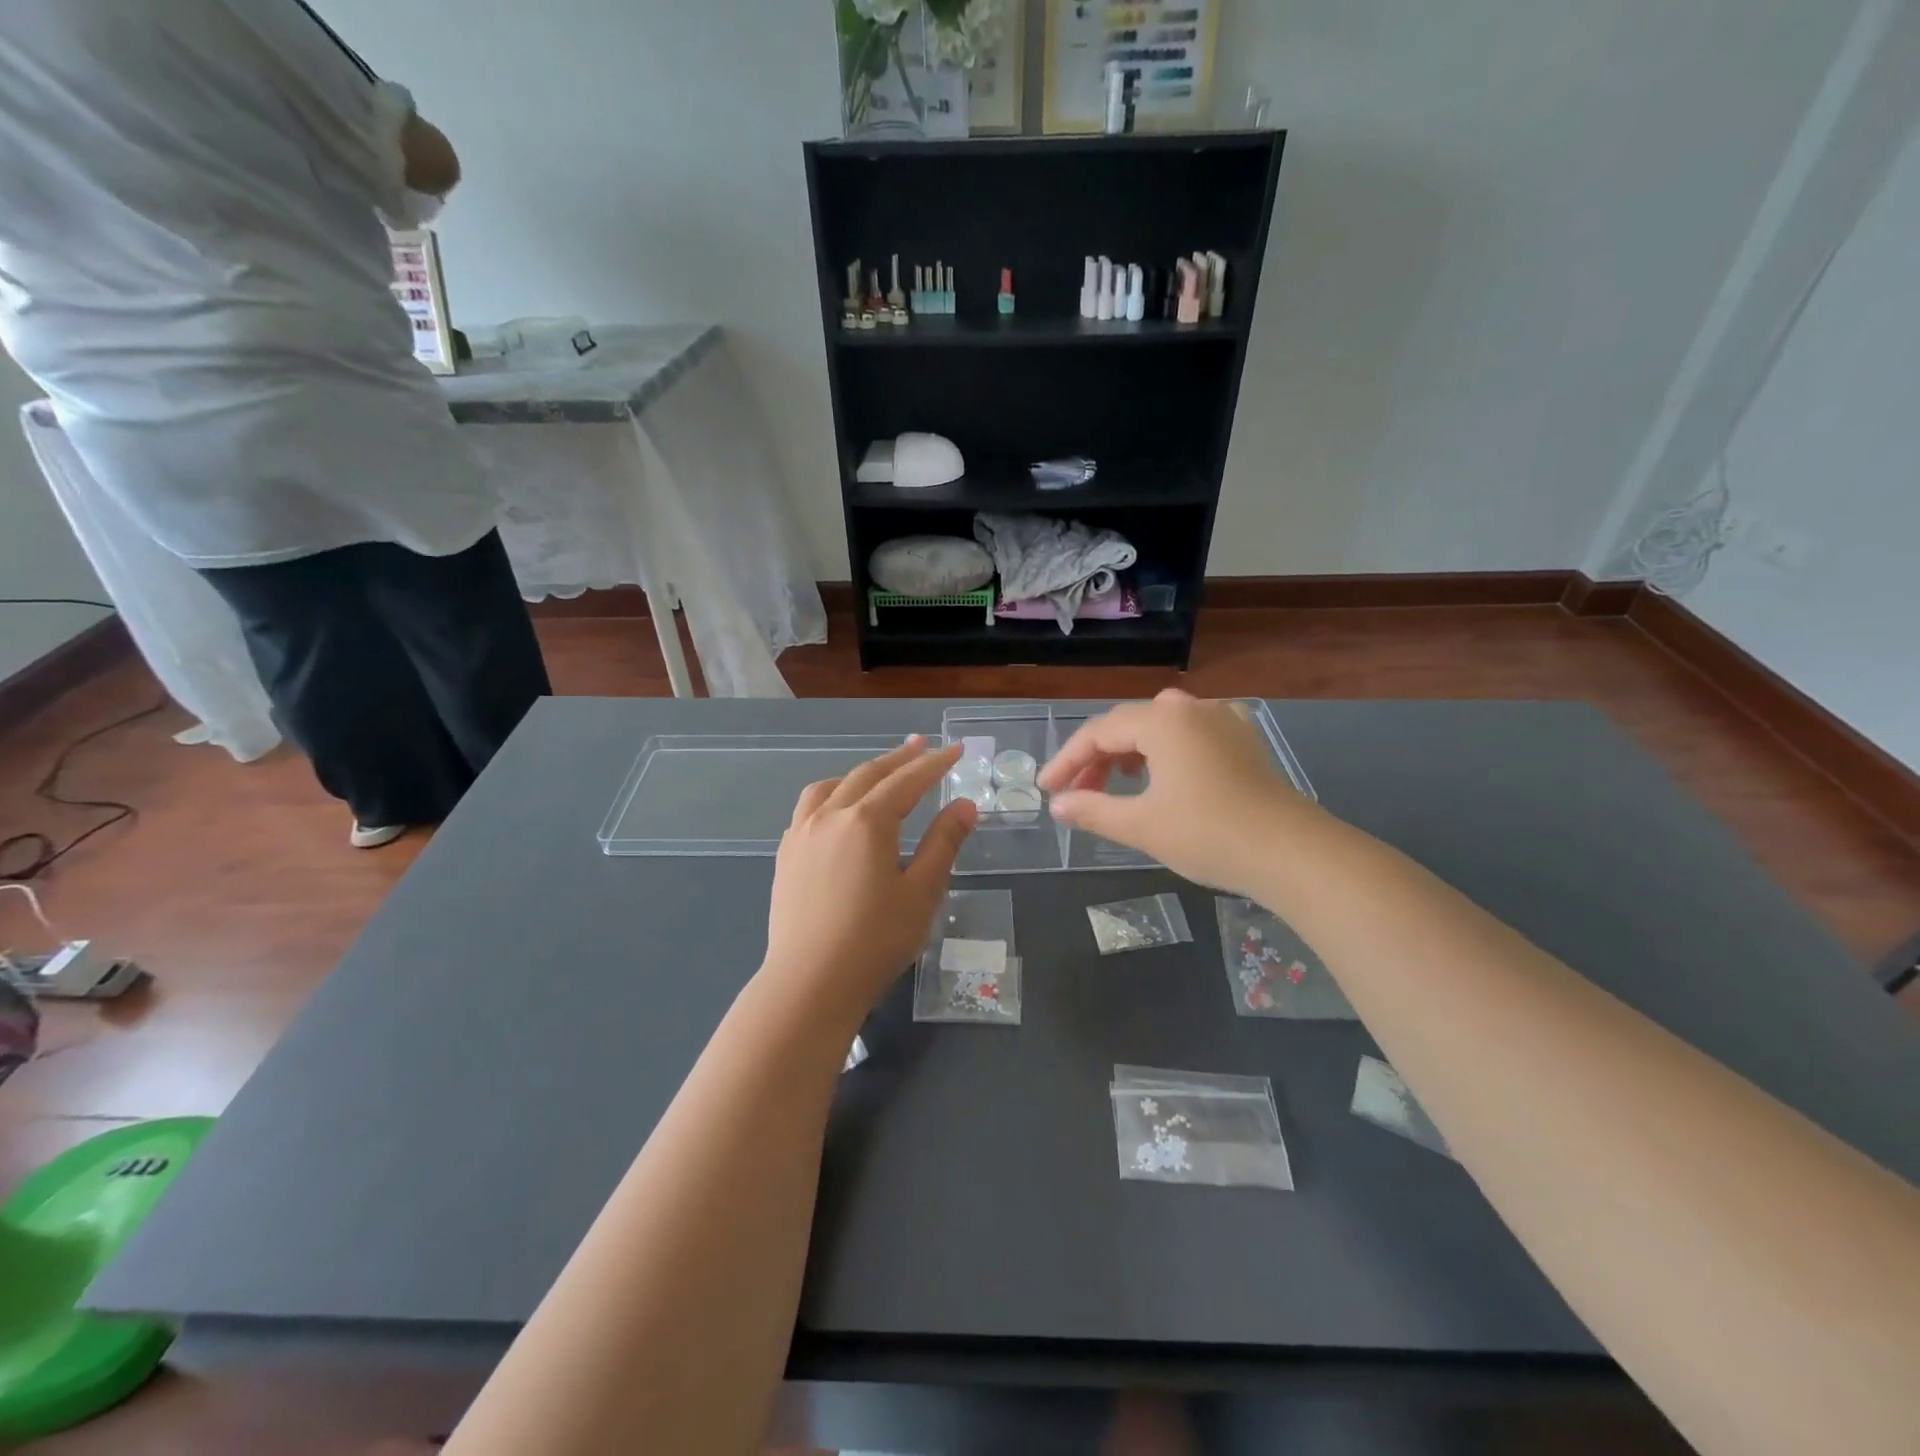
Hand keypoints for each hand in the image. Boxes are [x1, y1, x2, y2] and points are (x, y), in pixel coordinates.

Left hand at [762, 737, 976, 1023]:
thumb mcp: (921, 893)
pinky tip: (838, 810)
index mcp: (867, 821)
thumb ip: (943, 844)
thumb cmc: (874, 941)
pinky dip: (832, 794)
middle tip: (922, 744)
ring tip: (879, 774)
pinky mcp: (786, 854)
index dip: (934, 764)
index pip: (907, 781)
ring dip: (861, 773)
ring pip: (833, 786)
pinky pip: (810, 807)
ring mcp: (802, 833)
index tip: (955, 750)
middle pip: (869, 774)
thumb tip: (965, 806)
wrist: (809, 982)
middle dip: (899, 758)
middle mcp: (830, 816)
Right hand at [1039, 689, 1313, 896]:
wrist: (1293, 854)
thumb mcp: (1141, 825)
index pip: (1099, 732)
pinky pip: (1192, 732)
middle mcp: (1192, 708)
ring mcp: (1224, 720)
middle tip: (1078, 793)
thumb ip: (1092, 810)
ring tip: (1116, 783)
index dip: (1068, 761)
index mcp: (1163, 720)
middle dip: (1097, 758)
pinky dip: (1167, 749)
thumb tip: (1058, 806)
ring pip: (1161, 726)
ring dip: (1131, 752)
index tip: (1048, 790)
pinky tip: (1166, 772)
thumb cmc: (1208, 834)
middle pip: (1129, 725)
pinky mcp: (1244, 740)